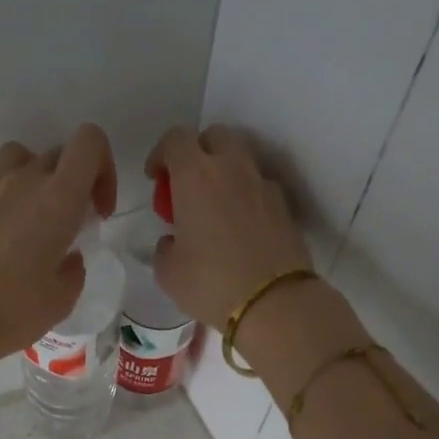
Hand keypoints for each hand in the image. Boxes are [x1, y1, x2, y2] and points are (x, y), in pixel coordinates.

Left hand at [0, 124, 115, 392]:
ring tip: (42, 222)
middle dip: (75, 182)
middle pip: (59, 154)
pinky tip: (13, 247)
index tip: (99, 210)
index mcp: (58, 198)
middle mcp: (25, 182)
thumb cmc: (14, 309)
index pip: (89, 142)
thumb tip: (67, 259)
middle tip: (75, 224)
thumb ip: (73, 270)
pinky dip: (15, 204)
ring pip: (25, 161)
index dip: (104, 168)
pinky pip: (1, 189)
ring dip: (41, 182)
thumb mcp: (61, 298)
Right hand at [147, 124, 369, 399]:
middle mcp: (231, 168)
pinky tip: (240, 229)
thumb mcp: (167, 272)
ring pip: (240, 159)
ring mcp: (262, 185)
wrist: (273, 302)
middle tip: (187, 186)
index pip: (175, 139)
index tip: (155, 178)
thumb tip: (174, 240)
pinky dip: (246, 197)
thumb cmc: (210, 284)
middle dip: (198, 152)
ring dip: (224, 173)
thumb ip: (165, 246)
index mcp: (195, 176)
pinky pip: (259, 188)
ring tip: (215, 208)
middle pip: (214, 136)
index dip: (161, 154)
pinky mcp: (284, 206)